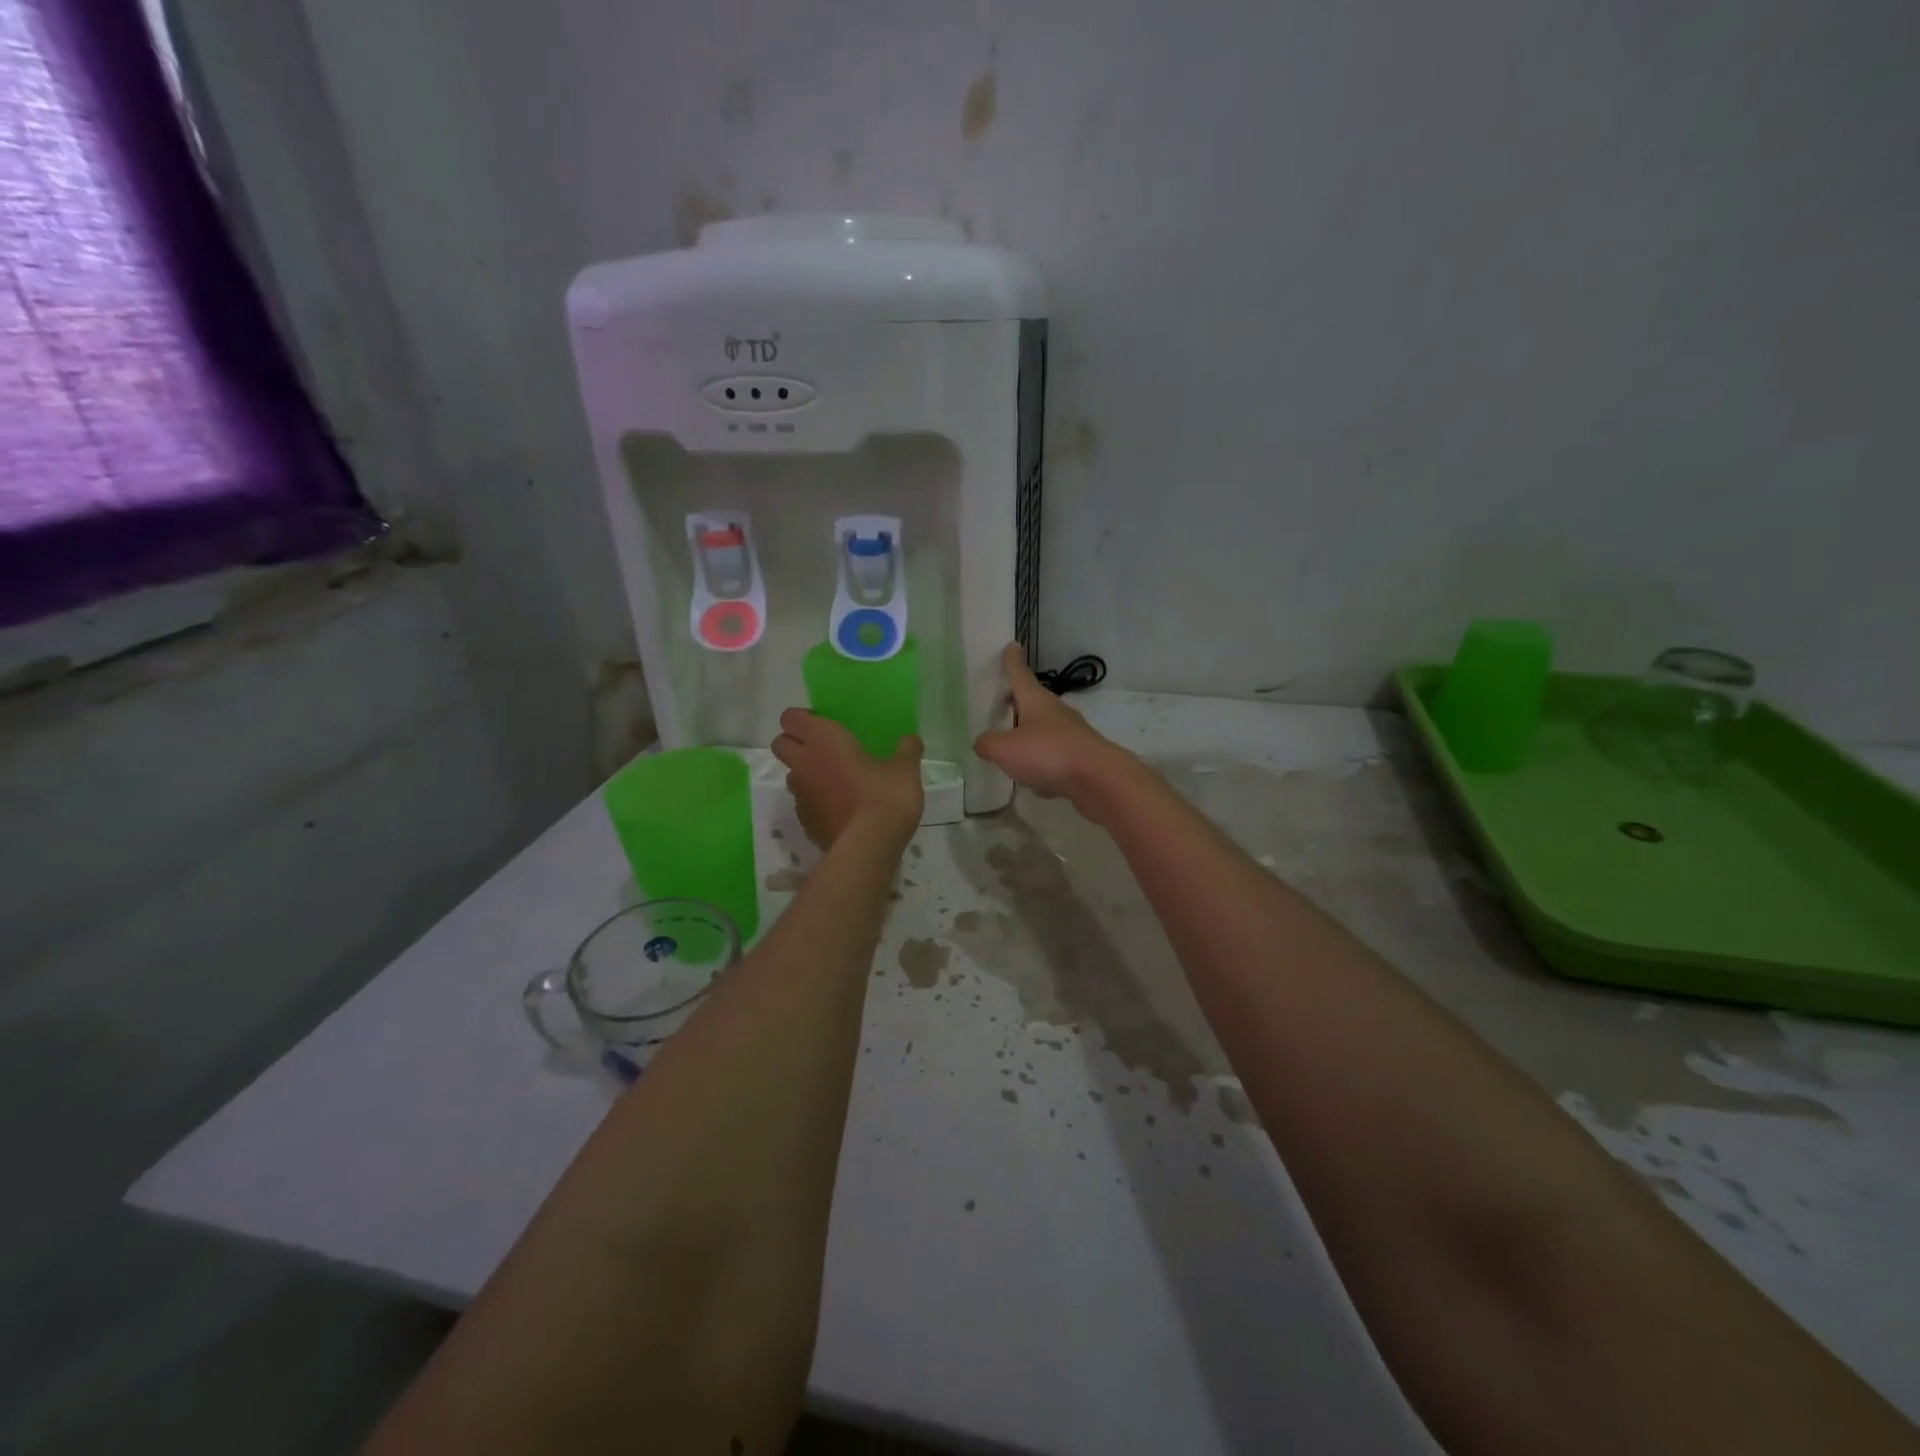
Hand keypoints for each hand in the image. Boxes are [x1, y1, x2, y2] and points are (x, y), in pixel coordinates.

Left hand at [771, 710, 923, 849]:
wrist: (868, 847)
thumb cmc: (885, 797)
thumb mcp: (905, 771)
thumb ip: (906, 751)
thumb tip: (911, 740)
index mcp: (824, 741)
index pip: (791, 718)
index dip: (802, 718)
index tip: (824, 723)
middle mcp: (805, 763)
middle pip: (780, 744)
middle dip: (794, 742)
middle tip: (823, 748)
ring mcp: (801, 795)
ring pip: (791, 775)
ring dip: (805, 773)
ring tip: (833, 780)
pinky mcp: (804, 822)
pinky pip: (803, 803)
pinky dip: (815, 801)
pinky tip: (838, 807)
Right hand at [974, 643, 1136, 814]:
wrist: (1099, 779)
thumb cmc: (1048, 753)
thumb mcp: (1005, 749)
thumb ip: (988, 743)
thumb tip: (982, 742)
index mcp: (1036, 701)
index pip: (1019, 674)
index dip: (1012, 661)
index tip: (1011, 646)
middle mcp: (1055, 712)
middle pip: (1033, 701)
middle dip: (1018, 700)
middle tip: (1002, 701)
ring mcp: (1071, 734)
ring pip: (1044, 729)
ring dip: (1029, 733)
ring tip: (1011, 744)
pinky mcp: (1080, 758)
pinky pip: (1054, 755)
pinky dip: (1042, 761)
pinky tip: (1033, 777)